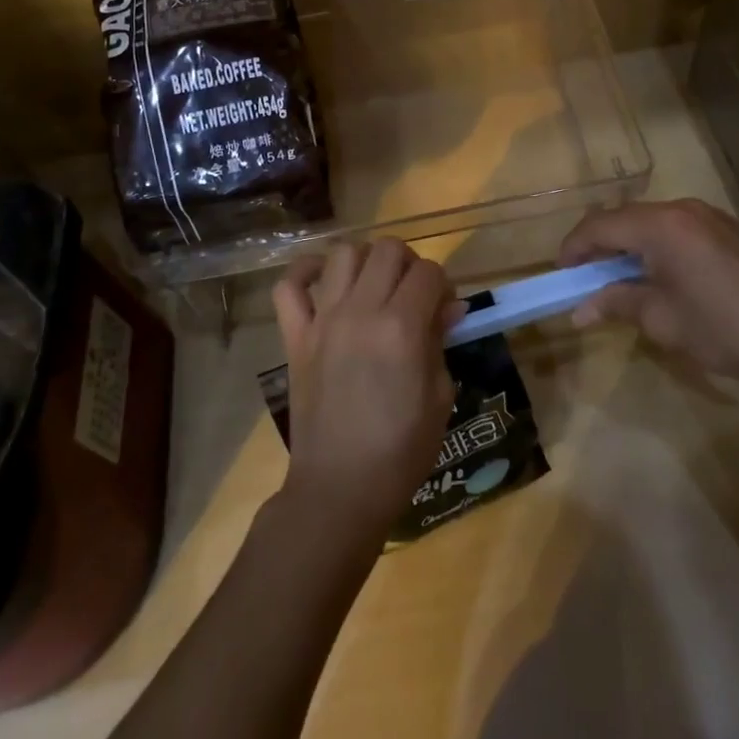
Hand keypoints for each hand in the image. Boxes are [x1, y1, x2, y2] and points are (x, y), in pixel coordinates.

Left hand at [271, 239, 461, 542]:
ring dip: (365, 260)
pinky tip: (323, 280)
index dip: (443, 285)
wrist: (340, 488)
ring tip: (373, 286)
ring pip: (343, 253)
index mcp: (402, 328)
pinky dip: (304, 272)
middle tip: (412, 295)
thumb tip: (450, 307)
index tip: (444, 309)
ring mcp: (322, 320)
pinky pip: (288, 286)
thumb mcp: (440, 396)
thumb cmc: (401, 450)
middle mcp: (361, 311)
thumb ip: (441, 342)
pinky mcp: (295, 336)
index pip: (429, 272)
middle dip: (409, 264)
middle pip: (388, 249)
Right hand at [559, 198, 738, 393]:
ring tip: (618, 277)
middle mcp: (682, 209)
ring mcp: (709, 216)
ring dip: (628, 244)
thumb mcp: (661, 319)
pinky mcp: (727, 229)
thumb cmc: (721, 329)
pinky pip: (676, 228)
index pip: (600, 226)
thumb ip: (616, 303)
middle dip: (599, 245)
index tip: (562, 275)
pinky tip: (659, 274)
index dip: (574, 248)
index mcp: (661, 226)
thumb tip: (579, 311)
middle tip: (585, 278)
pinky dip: (655, 245)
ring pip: (650, 221)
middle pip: (624, 218)